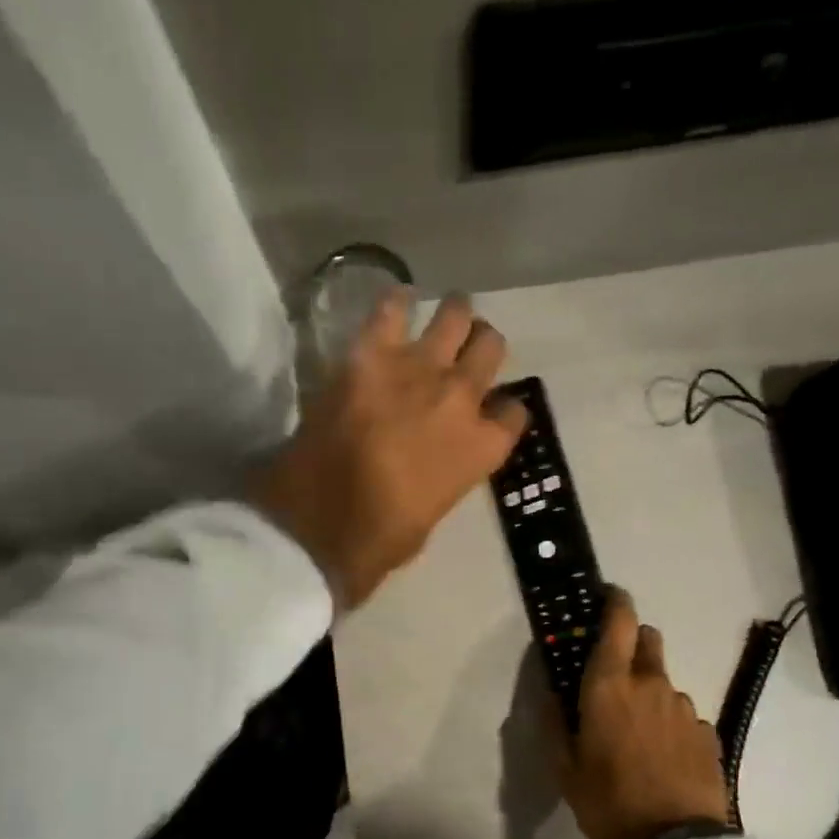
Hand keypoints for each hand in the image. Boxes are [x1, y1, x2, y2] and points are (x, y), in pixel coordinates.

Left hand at [252, 290, 528, 609]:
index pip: (514, 412)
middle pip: (490, 349)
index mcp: (483, 448)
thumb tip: (432, 464)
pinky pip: (392, 310)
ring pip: (456, 317)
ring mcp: (419, 369)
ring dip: (455, 315)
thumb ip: (445, 477)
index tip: (490, 413)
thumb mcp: (432, 515)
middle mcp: (462, 398)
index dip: (503, 411)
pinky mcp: (372, 354)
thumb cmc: (381, 538)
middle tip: (465, 352)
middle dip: (482, 348)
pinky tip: (399, 300)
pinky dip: (397, 302)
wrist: (323, 522)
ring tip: (446, 316)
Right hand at [563, 589, 730, 838]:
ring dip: (650, 692)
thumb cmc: (609, 802)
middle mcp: (651, 684)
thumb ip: (554, 723)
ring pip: (665, 682)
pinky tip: (663, 758)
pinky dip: (671, 724)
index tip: (607, 596)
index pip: (619, 621)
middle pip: (648, 639)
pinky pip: (684, 715)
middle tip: (615, 673)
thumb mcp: (565, 768)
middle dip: (632, 642)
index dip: (614, 601)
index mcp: (610, 685)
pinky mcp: (708, 734)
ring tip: (638, 733)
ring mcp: (685, 708)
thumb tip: (550, 693)